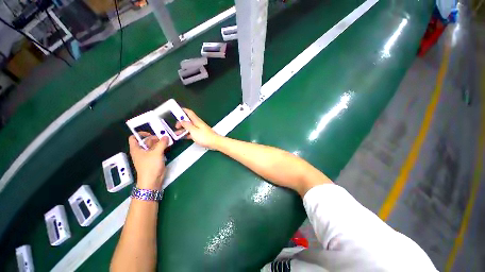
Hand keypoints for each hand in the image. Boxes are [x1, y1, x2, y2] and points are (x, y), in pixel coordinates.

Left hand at [129, 132, 168, 189]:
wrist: (152, 180)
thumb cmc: (150, 166)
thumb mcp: (156, 153)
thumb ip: (162, 143)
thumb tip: (166, 136)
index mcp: (136, 149)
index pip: (134, 138)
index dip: (140, 134)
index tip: (151, 133)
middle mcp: (141, 151)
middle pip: (146, 141)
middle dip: (154, 138)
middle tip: (164, 137)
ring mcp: (148, 155)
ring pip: (152, 145)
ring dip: (159, 142)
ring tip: (167, 140)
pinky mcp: (154, 159)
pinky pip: (157, 150)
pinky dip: (161, 147)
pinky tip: (167, 146)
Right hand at [175, 108, 221, 148]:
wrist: (215, 143)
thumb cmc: (204, 137)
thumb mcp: (194, 131)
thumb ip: (187, 125)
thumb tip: (182, 120)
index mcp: (196, 121)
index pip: (189, 113)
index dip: (183, 110)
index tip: (176, 110)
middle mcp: (198, 124)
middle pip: (188, 120)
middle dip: (181, 122)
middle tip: (176, 126)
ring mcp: (199, 129)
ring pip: (189, 127)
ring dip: (183, 129)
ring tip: (176, 133)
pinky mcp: (200, 135)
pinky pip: (192, 133)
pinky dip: (187, 134)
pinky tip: (182, 137)